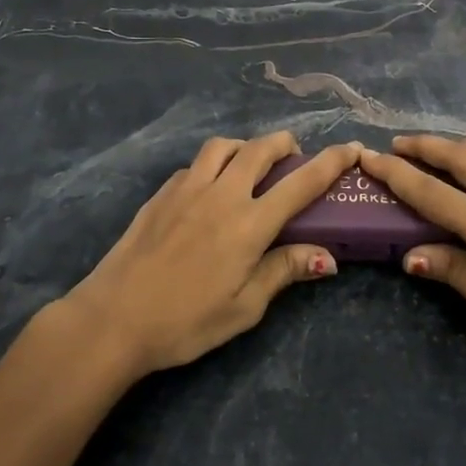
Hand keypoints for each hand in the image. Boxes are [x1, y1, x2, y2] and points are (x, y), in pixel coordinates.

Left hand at [64, 133, 360, 374]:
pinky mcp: (162, 193)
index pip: (300, 183)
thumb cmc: (185, 321)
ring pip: (223, 146)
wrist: (115, 317)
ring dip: (246, 147)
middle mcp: (222, 194)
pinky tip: (208, 189)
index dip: (330, 162)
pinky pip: (195, 165)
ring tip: (251, 164)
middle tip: (295, 155)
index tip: (351, 147)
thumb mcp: (243, 308)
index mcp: (249, 224)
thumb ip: (284, 272)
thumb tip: (326, 256)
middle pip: (260, 149)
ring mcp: (187, 188)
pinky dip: (212, 165)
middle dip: (285, 144)